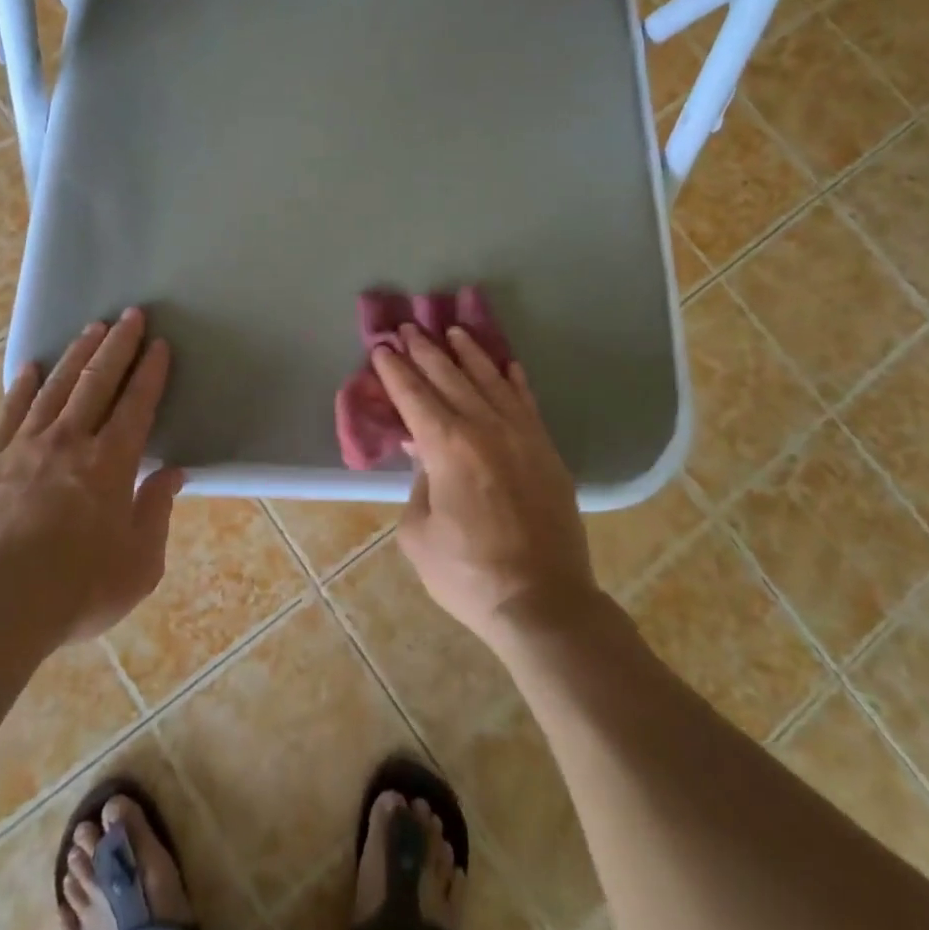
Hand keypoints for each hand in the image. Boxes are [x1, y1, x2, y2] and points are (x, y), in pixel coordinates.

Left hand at [0, 309, 184, 647]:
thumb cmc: (76, 591)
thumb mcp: (138, 564)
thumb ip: (156, 512)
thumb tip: (172, 474)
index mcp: (110, 463)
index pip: (137, 404)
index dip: (151, 371)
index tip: (160, 344)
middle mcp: (70, 442)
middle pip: (98, 381)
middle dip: (119, 345)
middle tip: (131, 314)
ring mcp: (25, 448)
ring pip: (57, 387)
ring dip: (78, 354)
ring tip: (92, 327)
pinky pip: (10, 413)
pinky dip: (23, 386)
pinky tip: (32, 367)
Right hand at [373, 326, 596, 645]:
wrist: (543, 602)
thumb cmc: (467, 573)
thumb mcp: (419, 533)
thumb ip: (418, 483)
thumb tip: (423, 452)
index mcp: (447, 447)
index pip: (414, 396)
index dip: (395, 370)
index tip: (382, 347)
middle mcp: (484, 428)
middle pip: (450, 378)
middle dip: (425, 351)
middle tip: (409, 328)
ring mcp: (521, 436)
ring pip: (491, 381)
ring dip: (469, 354)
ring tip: (453, 331)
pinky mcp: (546, 451)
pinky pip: (527, 402)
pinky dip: (514, 380)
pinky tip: (507, 365)